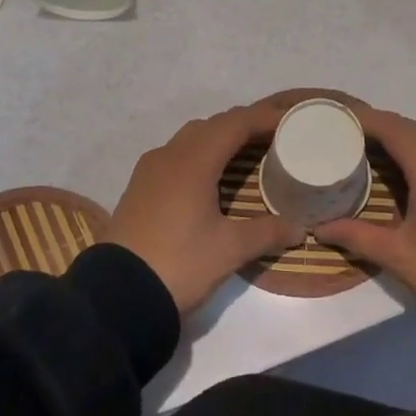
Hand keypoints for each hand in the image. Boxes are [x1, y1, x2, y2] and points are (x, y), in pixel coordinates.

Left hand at [109, 103, 303, 315]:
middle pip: (212, 125)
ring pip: (190, 139)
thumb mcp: (230, 250)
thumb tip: (298, 227)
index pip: (234, 123)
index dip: (263, 118)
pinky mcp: (138, 189)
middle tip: (273, 137)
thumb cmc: (179, 264)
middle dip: (243, 125)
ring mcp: (149, 171)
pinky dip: (199, 155)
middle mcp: (169, 156)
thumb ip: (267, 232)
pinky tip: (209, 179)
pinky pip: (175, 156)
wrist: (117, 297)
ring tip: (245, 154)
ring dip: (218, 138)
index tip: (289, 121)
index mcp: (194, 162)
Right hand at [317, 108, 415, 320]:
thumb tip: (320, 228)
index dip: (368, 120)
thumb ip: (357, 235)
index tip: (342, 120)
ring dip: (410, 138)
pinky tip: (415, 177)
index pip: (396, 128)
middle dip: (387, 127)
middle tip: (357, 140)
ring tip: (382, 156)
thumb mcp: (397, 255)